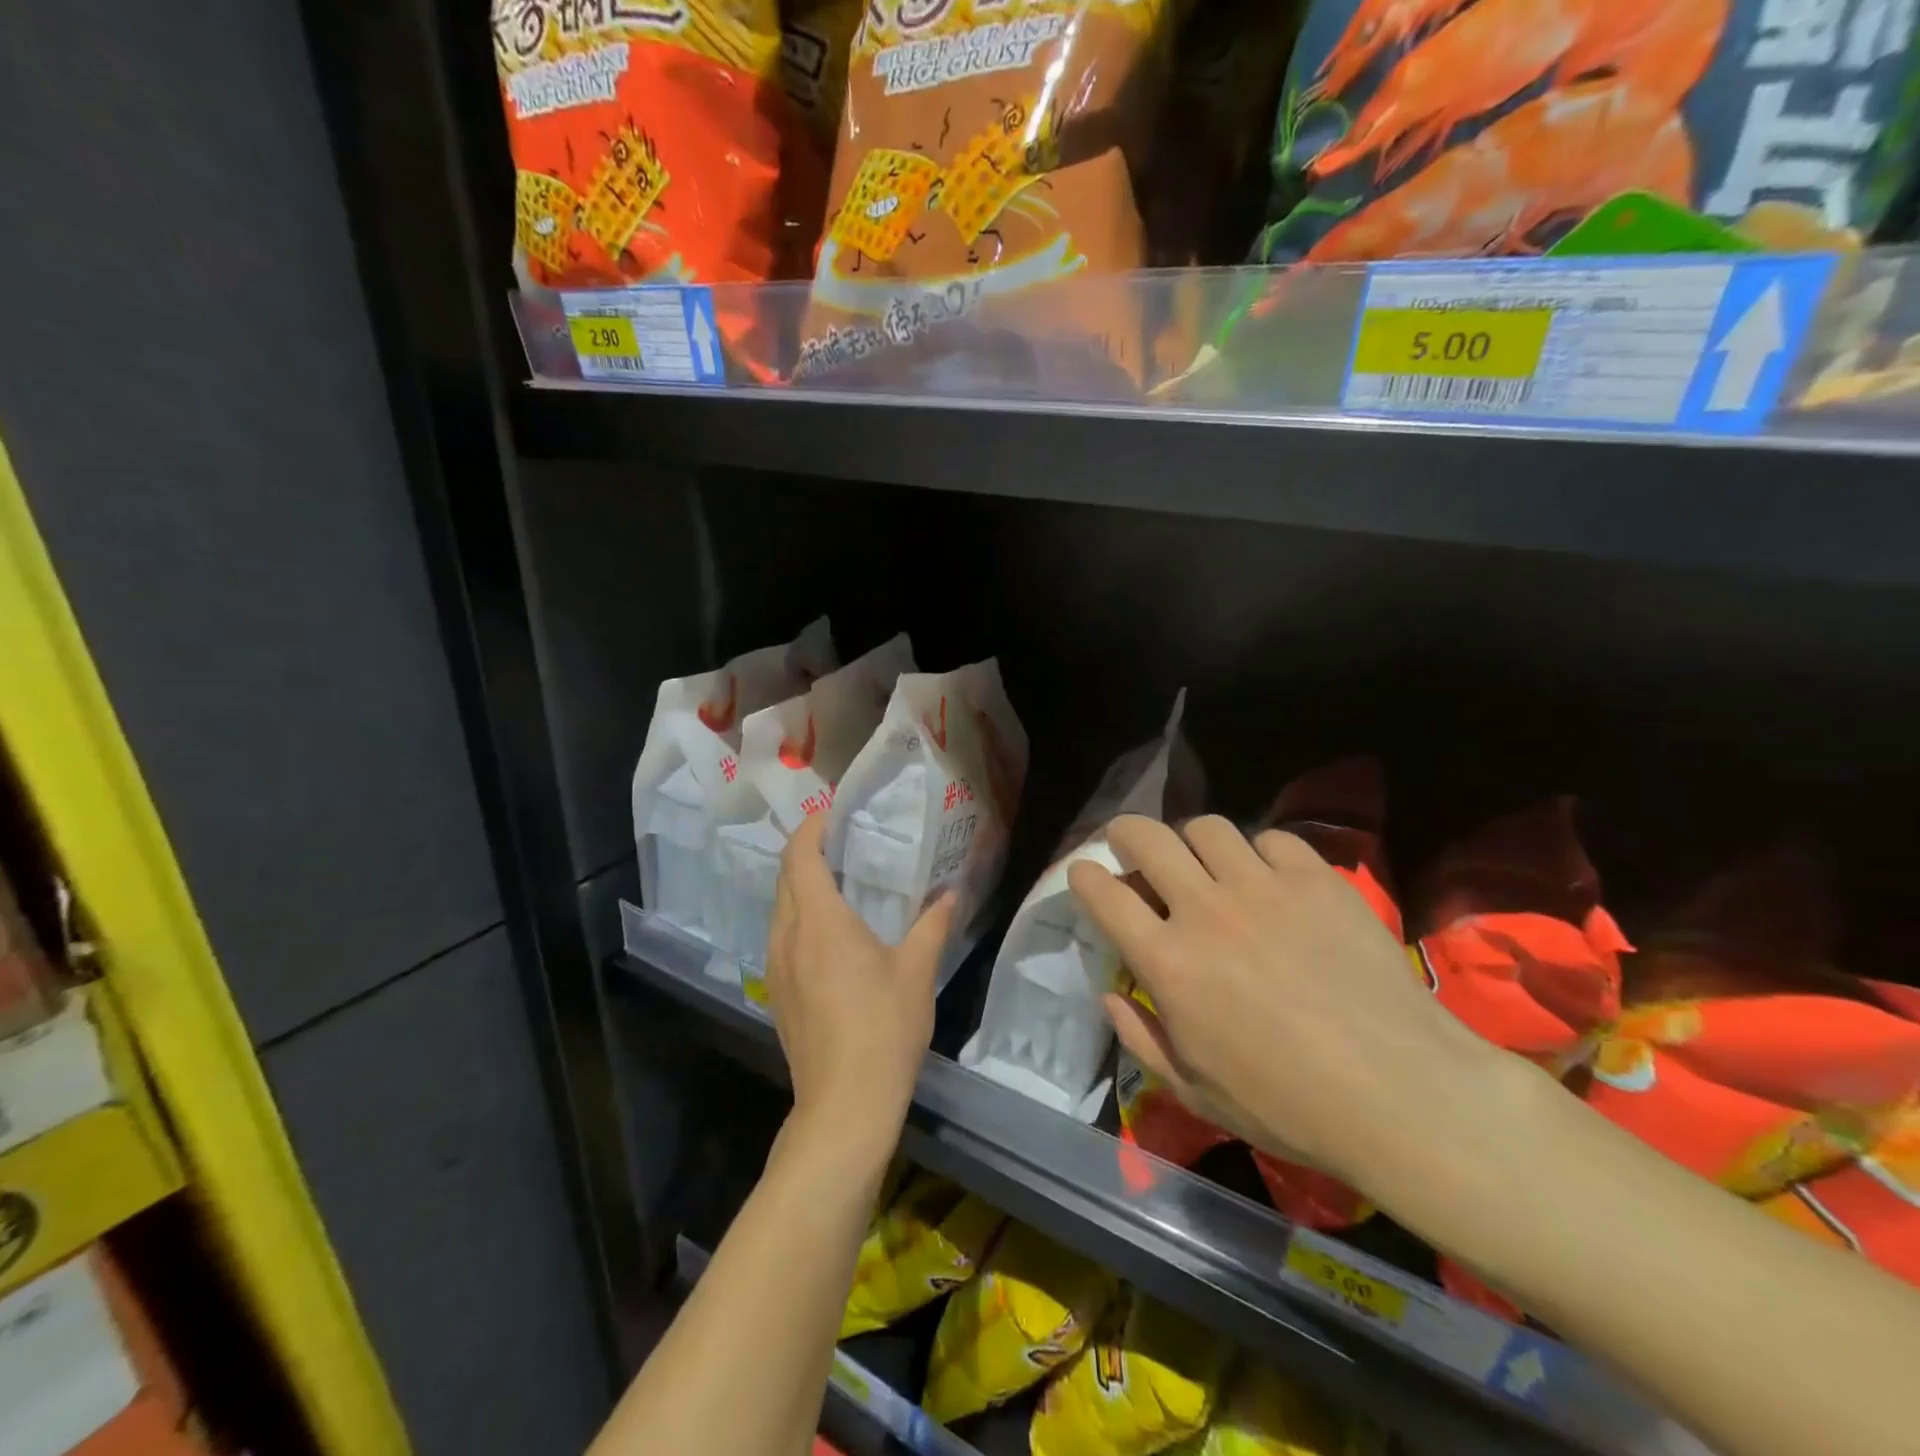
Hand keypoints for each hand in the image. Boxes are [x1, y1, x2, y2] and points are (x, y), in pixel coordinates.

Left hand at [765, 810, 955, 1146]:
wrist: (845, 1104)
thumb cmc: (884, 1028)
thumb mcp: (917, 971)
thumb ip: (932, 925)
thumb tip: (949, 895)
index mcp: (820, 921)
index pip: (800, 856)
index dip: (811, 828)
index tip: (833, 814)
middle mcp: (788, 936)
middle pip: (785, 878)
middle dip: (806, 852)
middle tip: (843, 842)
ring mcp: (776, 968)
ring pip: (778, 908)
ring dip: (800, 886)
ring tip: (839, 882)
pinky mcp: (777, 994)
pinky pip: (780, 937)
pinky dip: (798, 917)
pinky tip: (829, 934)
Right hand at [1069, 815, 1508, 1196]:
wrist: (1402, 1093)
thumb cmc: (1288, 1106)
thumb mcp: (1195, 1091)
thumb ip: (1141, 1038)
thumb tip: (1110, 994)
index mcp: (1168, 962)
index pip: (1104, 894)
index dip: (1084, 876)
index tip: (1084, 873)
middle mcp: (1206, 910)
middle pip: (1147, 838)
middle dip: (1126, 833)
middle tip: (1130, 844)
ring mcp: (1264, 888)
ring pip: (1207, 827)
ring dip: (1192, 840)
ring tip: (1203, 861)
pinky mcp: (1317, 880)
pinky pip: (1273, 840)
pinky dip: (1258, 853)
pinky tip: (1269, 879)